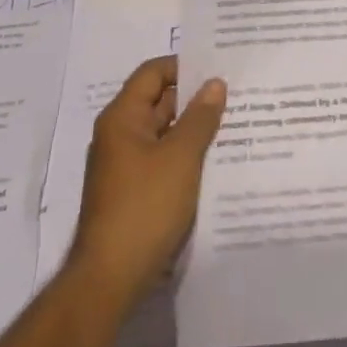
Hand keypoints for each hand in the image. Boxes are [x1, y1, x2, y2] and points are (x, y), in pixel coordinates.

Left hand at [69, 55, 225, 306]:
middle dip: (195, 98)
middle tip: (236, 94)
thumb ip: (200, 118)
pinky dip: (186, 156)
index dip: (184, 66)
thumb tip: (214, 83)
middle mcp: (119, 135)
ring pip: (164, 133)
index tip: (219, 66)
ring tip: (234, 124)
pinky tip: (216, 162)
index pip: (153, 73)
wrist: (110, 280)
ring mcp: (125, 166)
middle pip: (159, 101)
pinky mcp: (133, 193)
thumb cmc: (144, 207)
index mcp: (122, 118)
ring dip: (193, 129)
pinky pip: (163, 160)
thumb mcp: (180, 157)